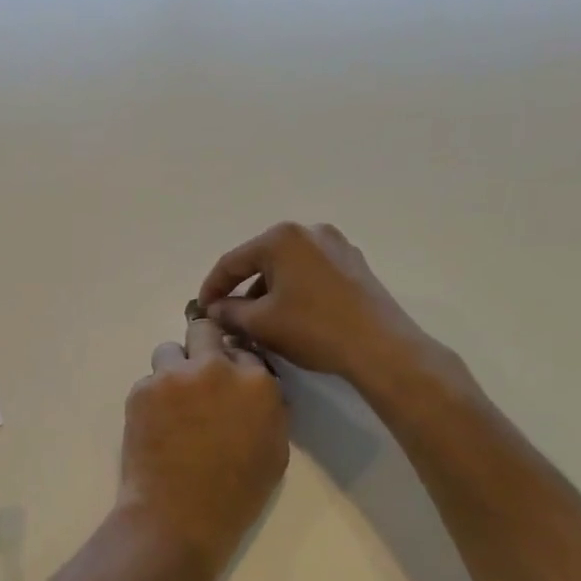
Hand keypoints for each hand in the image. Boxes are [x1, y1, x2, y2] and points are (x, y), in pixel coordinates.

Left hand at [116, 317, 288, 580]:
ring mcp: (175, 375)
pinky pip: (149, 379)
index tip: (227, 382)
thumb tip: (255, 386)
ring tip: (172, 403)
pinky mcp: (142, 388)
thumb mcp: (274, 450)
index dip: (234, 366)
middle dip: (202, 346)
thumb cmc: (235, 494)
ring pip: (169, 350)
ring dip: (173, 369)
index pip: (245, 351)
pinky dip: (152, 396)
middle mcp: (216, 367)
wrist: (178, 516)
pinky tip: (156, 425)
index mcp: (257, 382)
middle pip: (205, 330)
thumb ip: (267, 407)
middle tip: (196, 375)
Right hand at [196, 222, 444, 403]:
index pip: (232, 262)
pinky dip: (293, 291)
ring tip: (257, 322)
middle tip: (227, 316)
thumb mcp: (260, 323)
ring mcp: (337, 246)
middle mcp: (309, 232)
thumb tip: (214, 310)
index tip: (200, 310)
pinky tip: (289, 317)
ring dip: (267, 292)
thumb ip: (229, 312)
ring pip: (287, 268)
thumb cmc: (313, 329)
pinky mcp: (354, 265)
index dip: (212, 287)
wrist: (381, 348)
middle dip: (241, 290)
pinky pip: (310, 274)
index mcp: (281, 238)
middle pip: (260, 261)